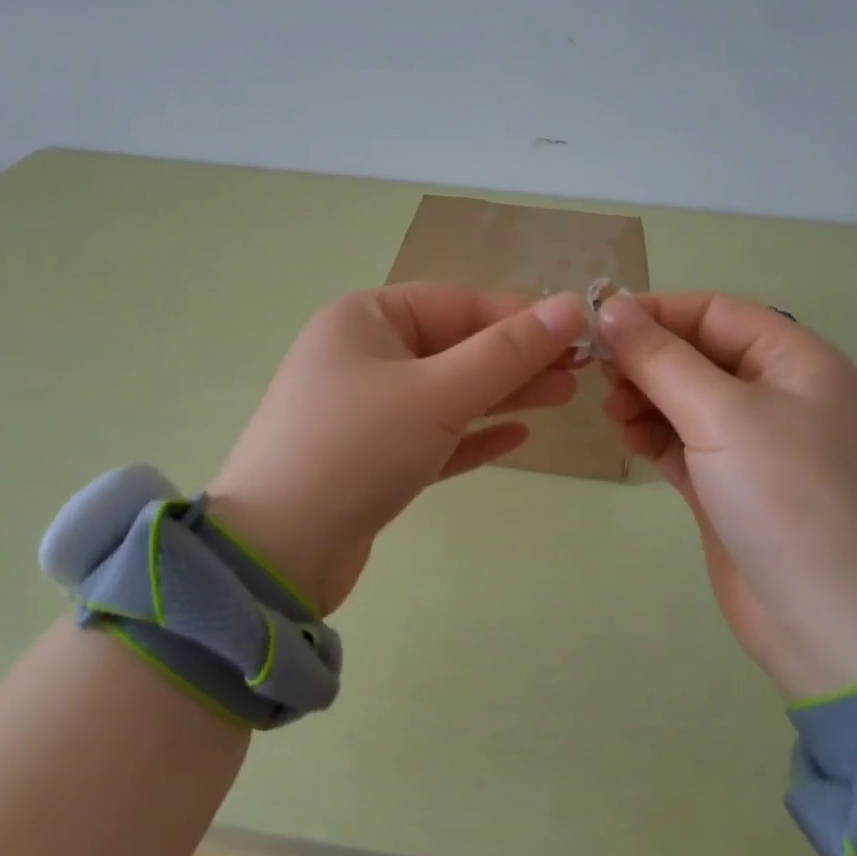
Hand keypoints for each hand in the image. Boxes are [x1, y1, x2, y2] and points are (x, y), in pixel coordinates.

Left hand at [207, 284, 584, 613]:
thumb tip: (569, 307)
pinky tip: (516, 439)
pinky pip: (432, 436)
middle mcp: (362, 356)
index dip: (519, 316)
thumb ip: (506, 353)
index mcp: (365, 320)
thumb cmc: (357, 448)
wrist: (276, 552)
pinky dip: (471, 436)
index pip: (457, 303)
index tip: (577, 331)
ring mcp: (364, 410)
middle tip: (579, 373)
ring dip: (502, 396)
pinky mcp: (371, 459)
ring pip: (446, 393)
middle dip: (516, 359)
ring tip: (563, 398)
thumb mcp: (437, 392)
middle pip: (454, 347)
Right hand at [598, 291, 856, 695]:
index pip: (714, 312)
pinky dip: (652, 435)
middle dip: (645, 358)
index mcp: (794, 360)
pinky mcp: (728, 483)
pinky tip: (628, 440)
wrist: (831, 623)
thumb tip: (610, 306)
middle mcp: (775, 393)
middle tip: (599, 376)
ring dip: (643, 397)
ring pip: (683, 398)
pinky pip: (680, 440)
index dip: (656, 312)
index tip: (597, 324)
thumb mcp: (722, 414)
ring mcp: (752, 442)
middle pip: (695, 353)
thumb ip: (660, 358)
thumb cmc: (786, 497)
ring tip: (612, 413)